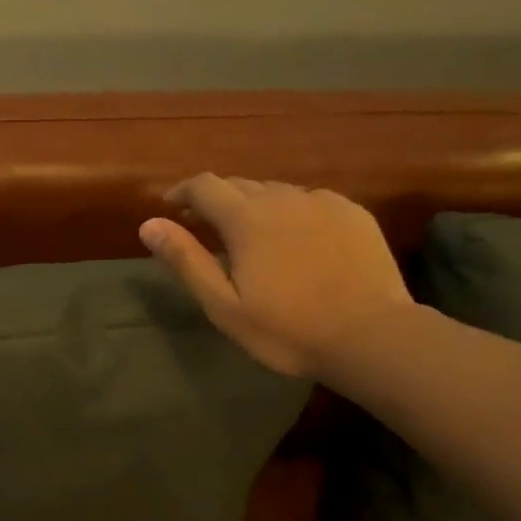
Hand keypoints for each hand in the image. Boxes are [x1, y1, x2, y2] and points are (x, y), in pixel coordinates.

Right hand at [139, 175, 412, 377]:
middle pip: (239, 184)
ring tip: (252, 234)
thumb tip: (149, 224)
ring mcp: (322, 202)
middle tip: (207, 226)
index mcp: (246, 218)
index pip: (204, 186)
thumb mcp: (224, 305)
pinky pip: (311, 201)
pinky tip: (297, 238)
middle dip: (217, 200)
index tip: (171, 206)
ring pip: (276, 191)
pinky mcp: (353, 213)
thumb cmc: (288, 329)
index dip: (182, 191)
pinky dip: (292, 211)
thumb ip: (186, 260)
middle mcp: (282, 198)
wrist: (372, 336)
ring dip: (255, 205)